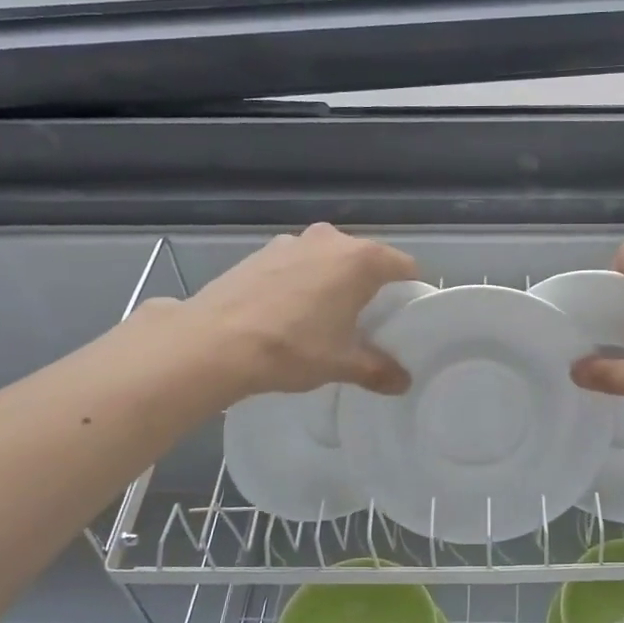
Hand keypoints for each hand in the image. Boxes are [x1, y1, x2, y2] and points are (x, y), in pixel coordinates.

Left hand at [180, 224, 420, 398]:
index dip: (409, 290)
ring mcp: (292, 241)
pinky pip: (296, 264)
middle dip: (369, 286)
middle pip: (365, 259)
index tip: (404, 315)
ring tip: (323, 318)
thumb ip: (378, 369)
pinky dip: (301, 281)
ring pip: (327, 260)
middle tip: (365, 321)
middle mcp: (330, 240)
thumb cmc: (293, 347)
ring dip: (332, 281)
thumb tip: (403, 382)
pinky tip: (287, 312)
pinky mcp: (260, 252)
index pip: (404, 266)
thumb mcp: (342, 363)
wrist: (214, 342)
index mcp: (361, 260)